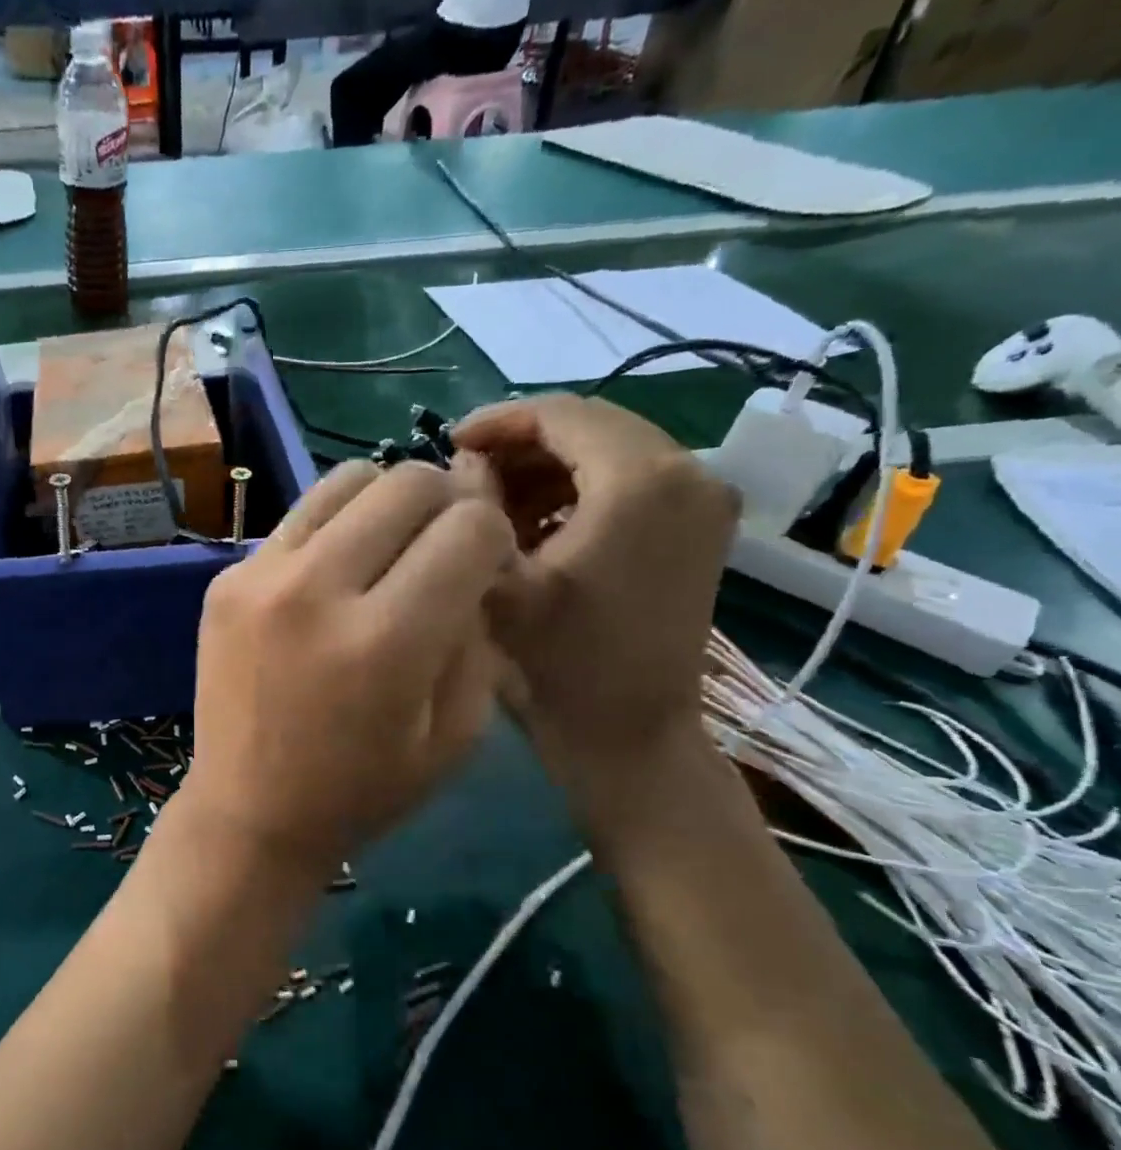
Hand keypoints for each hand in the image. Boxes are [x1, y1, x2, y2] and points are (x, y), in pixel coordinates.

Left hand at [180, 457, 513, 874]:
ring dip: (384, 502)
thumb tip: (474, 563)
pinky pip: (296, 518)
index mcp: (386, 641)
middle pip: (407, 482)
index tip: (483, 569)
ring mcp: (259, 577)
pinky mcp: (225, 579)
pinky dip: (330, 531)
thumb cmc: (361, 790)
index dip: (494, 539)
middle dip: (445, 505)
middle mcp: (317, 591)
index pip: (469, 527)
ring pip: (346, 479)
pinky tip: (330, 576)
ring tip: (386, 548)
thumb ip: (477, 636)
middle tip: (441, 546)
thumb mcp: (455, 734)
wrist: (248, 810)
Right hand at [453, 396, 737, 819]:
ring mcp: (703, 499)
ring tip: (492, 503)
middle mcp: (688, 472)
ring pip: (609, 450)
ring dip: (545, 468)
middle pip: (590, 426)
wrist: (630, 735)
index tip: (447, 444)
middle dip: (520, 445)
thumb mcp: (499, 585)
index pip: (561, 413)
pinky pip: (630, 480)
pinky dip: (577, 489)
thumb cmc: (560, 664)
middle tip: (464, 476)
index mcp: (640, 480)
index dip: (498, 421)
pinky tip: (535, 524)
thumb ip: (472, 509)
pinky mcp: (699, 527)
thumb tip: (463, 464)